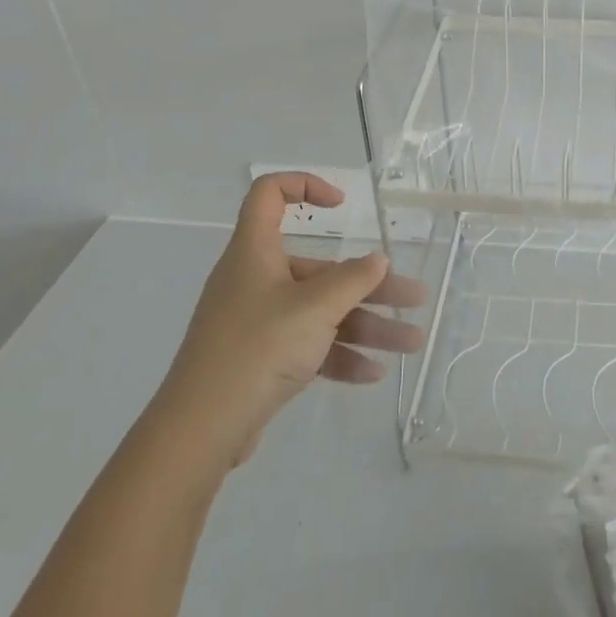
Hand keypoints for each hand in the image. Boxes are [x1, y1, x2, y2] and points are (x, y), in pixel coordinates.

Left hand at [155, 173, 425, 466]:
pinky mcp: (261, 359)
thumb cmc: (258, 348)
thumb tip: (377, 260)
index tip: (342, 205)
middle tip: (414, 299)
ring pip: (321, 312)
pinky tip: (374, 373)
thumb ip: (352, 280)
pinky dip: (340, 355)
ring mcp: (258, 321)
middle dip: (370, 285)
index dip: (304, 186)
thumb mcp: (314, 309)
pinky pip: (309, 345)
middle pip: (319, 269)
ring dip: (367, 326)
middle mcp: (256, 280)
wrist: (201, 430)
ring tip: (411, 344)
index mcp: (256, 252)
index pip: (269, 195)